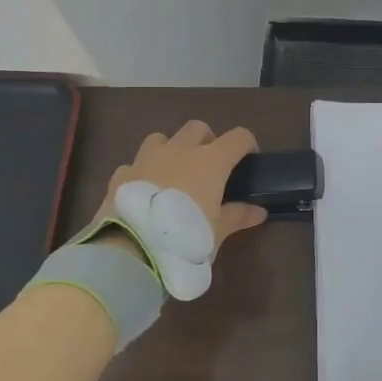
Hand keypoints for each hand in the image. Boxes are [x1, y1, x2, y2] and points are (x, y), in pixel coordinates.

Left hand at [93, 121, 267, 257]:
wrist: (132, 251)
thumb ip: (238, 216)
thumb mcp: (218, 232)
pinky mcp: (121, 174)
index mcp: (210, 160)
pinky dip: (142, 173)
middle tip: (209, 167)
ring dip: (171, 149)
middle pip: (198, 128)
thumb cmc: (186, 238)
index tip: (248, 160)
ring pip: (162, 138)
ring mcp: (147, 158)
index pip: (238, 137)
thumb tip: (260, 212)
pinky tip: (144, 192)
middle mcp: (179, 150)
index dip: (247, 145)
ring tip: (173, 174)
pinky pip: (135, 164)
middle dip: (206, 141)